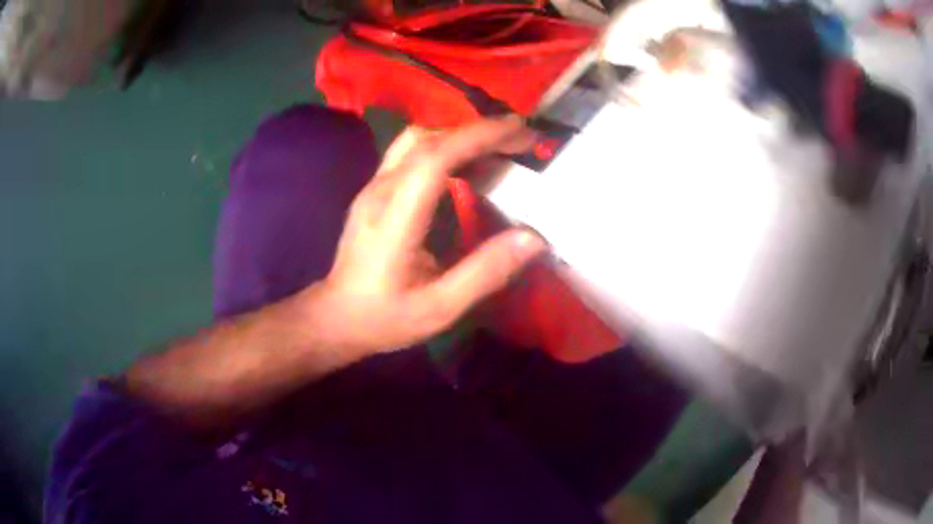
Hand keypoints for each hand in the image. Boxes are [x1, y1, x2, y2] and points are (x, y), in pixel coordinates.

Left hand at [310, 116, 546, 354]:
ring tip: (499, 147)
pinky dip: (445, 146)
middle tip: (521, 138)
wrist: (336, 317)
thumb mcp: (439, 308)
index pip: (435, 158)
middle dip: (478, 130)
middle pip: (427, 139)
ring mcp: (373, 187)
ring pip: (416, 140)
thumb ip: (485, 273)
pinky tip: (467, 164)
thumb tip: (533, 238)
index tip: (519, 132)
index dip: (478, 137)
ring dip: (460, 135)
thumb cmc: (385, 317)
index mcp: (394, 219)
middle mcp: (380, 191)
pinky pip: (411, 153)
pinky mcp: (374, 190)